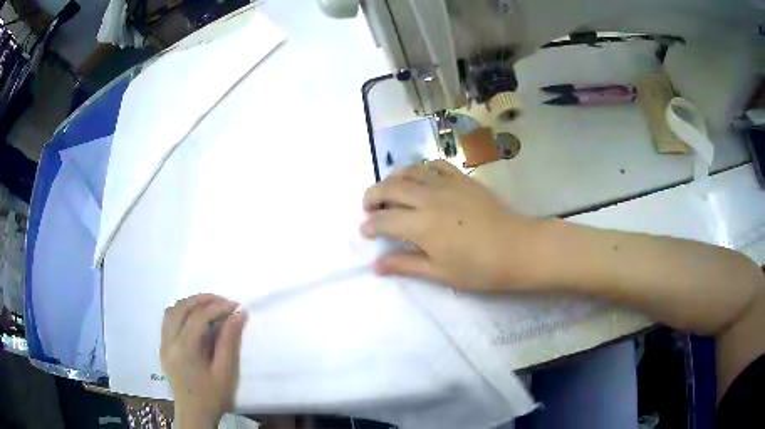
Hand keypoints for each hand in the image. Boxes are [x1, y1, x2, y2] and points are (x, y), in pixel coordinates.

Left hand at [161, 294, 247, 427]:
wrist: (194, 414)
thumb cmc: (212, 396)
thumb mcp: (225, 372)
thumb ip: (229, 342)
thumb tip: (237, 315)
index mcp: (184, 349)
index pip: (198, 317)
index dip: (217, 307)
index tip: (235, 306)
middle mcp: (169, 342)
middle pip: (181, 308)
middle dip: (202, 300)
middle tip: (223, 301)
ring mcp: (163, 344)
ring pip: (171, 311)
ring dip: (189, 304)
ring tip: (208, 307)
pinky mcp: (163, 348)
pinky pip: (168, 320)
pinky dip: (181, 313)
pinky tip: (193, 319)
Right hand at [361, 160, 546, 290]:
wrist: (518, 248)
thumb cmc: (480, 268)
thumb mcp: (441, 273)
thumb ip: (406, 265)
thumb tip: (376, 266)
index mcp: (421, 225)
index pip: (384, 220)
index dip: (370, 226)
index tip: (365, 232)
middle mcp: (429, 198)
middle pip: (390, 188)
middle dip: (372, 196)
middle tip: (368, 208)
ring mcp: (447, 184)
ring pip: (410, 171)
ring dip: (393, 179)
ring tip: (390, 191)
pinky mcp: (463, 179)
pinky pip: (436, 165)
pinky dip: (421, 168)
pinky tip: (421, 178)